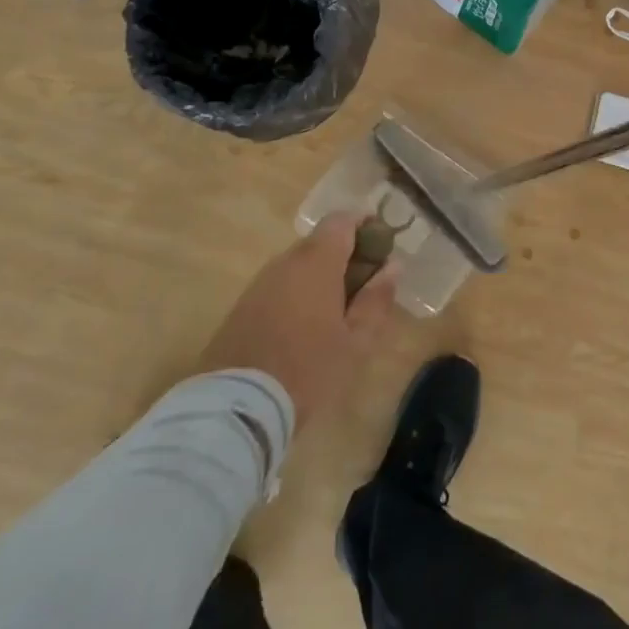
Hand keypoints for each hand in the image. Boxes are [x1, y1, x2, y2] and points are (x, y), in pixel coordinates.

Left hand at [196, 214, 399, 428]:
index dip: (364, 225)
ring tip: (337, 312)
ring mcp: (259, 284)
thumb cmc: (307, 370)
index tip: (382, 247)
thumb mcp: (356, 342)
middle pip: (320, 242)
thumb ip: (376, 300)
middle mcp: (285, 262)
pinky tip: (305, 328)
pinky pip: (279, 287)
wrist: (234, 408)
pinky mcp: (242, 307)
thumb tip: (393, 266)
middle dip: (345, 256)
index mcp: (317, 262)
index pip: (342, 220)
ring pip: (298, 266)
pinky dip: (297, 295)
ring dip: (320, 277)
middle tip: (366, 287)